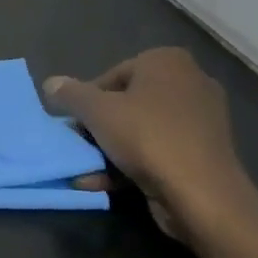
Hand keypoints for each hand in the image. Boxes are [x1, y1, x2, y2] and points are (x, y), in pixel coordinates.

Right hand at [44, 48, 257, 251]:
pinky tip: (106, 183)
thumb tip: (50, 83)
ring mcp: (202, 120)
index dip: (88, 99)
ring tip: (87, 170)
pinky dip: (134, 164)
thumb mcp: (96, 111)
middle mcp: (190, 83)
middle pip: (127, 103)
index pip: (112, 75)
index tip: (76, 123)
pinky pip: (160, 151)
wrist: (204, 196)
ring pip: (141, 130)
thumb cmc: (147, 137)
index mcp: (167, 61)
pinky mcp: (206, 153)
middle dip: (100, 127)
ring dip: (111, 150)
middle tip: (80, 145)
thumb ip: (70, 94)